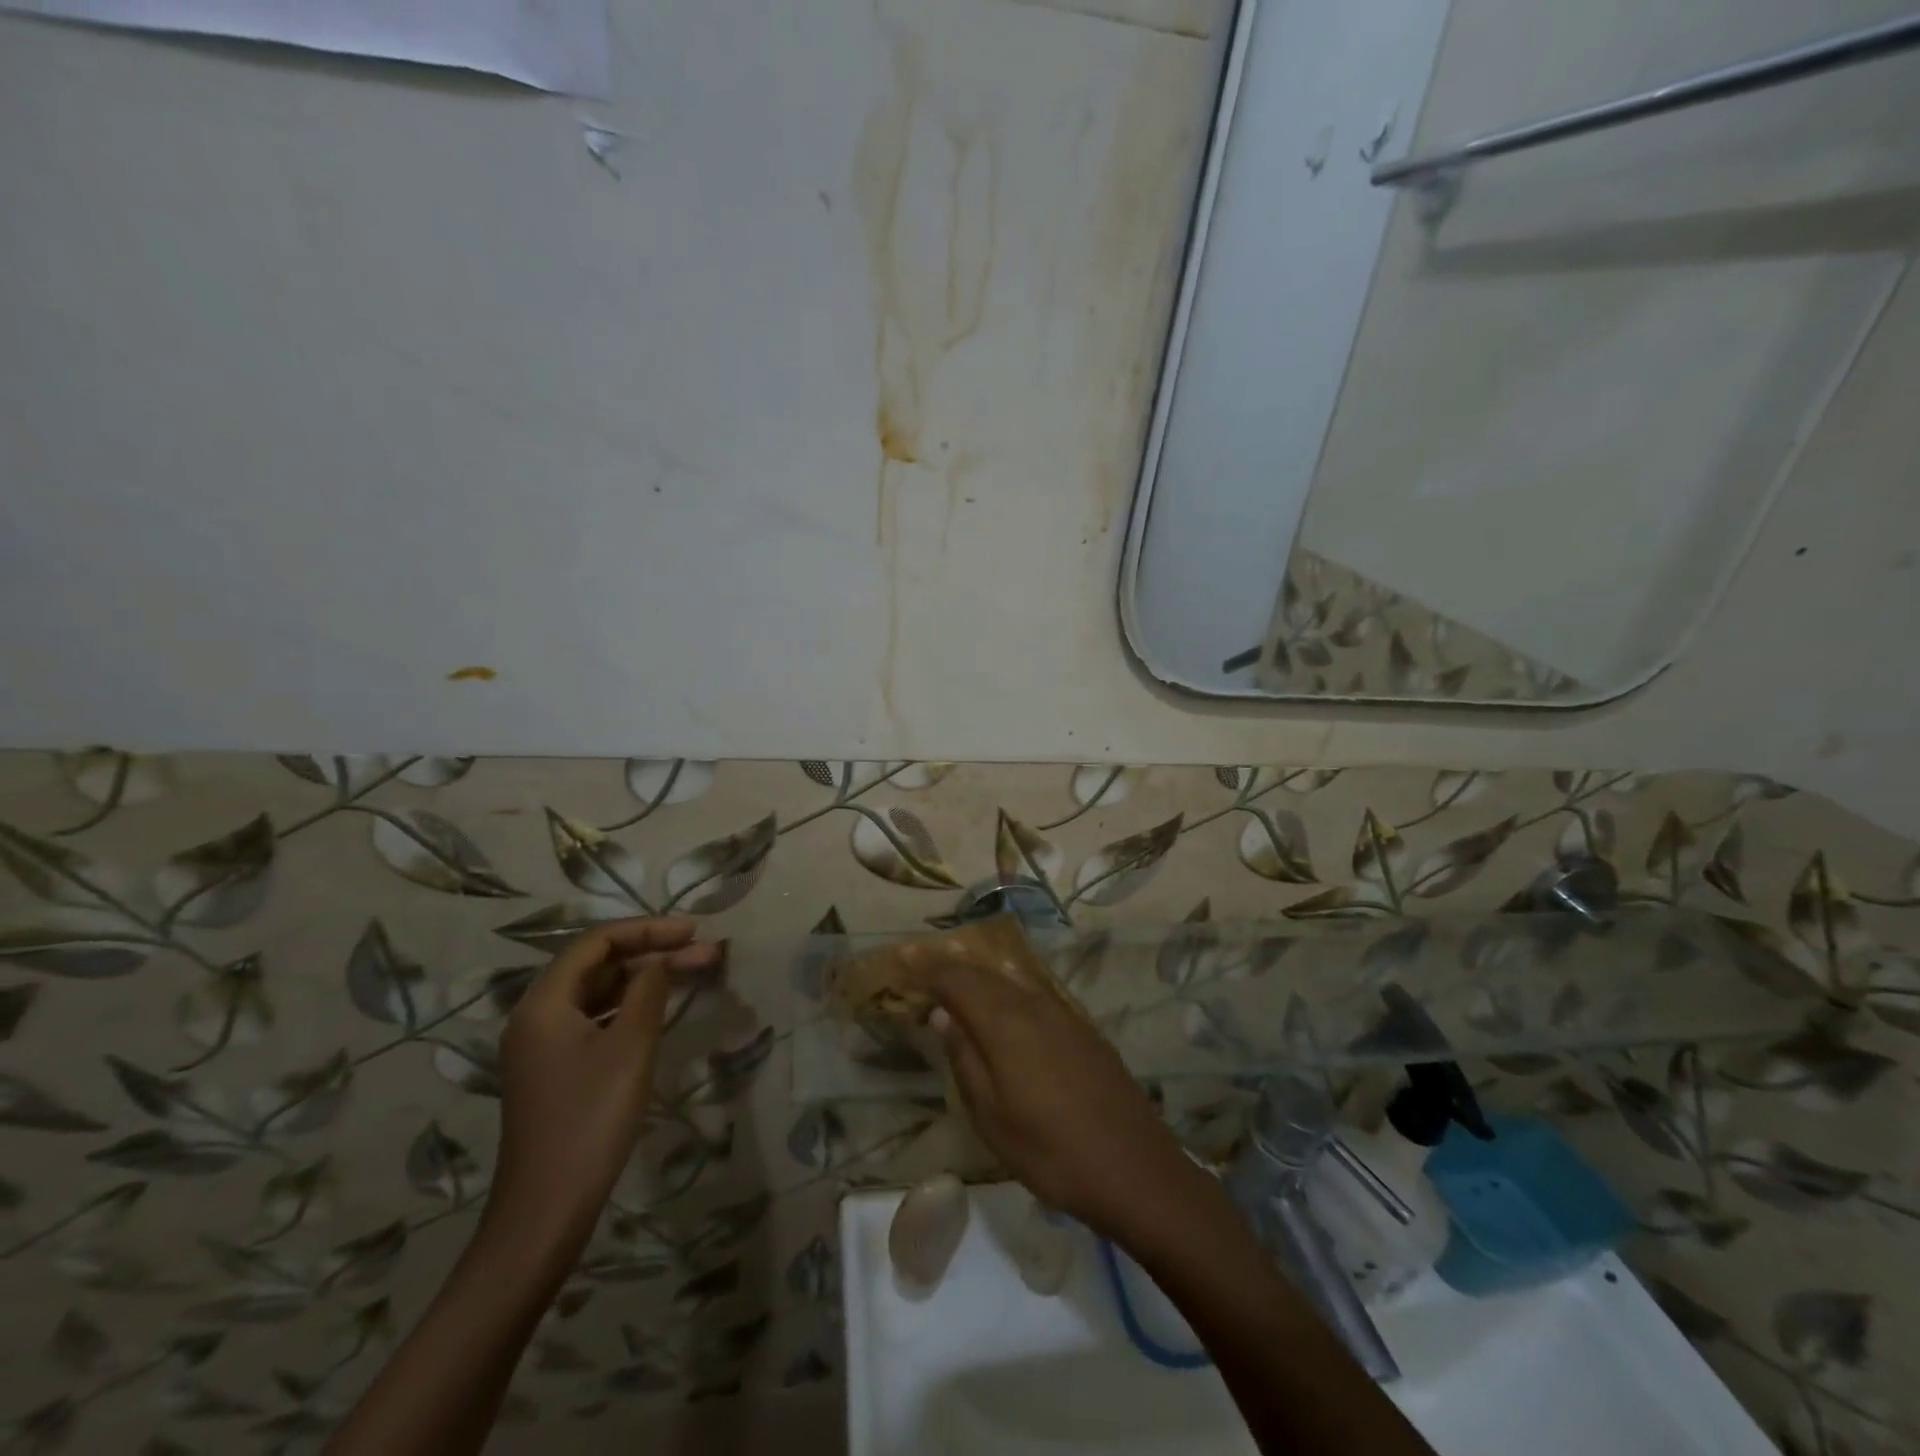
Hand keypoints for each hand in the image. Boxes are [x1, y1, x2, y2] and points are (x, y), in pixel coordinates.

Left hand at [484, 918, 723, 1264]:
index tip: (691, 931)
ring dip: (645, 978)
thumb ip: (648, 991)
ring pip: (600, 992)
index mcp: (544, 1003)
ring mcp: (544, 1045)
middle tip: (704, 952)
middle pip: (597, 964)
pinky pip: (596, 1018)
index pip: (596, 943)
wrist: (547, 1210)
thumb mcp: (630, 1047)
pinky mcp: (556, 1069)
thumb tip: (660, 961)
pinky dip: (630, 1006)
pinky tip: (661, 1008)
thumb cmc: (590, 1119)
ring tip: (694, 972)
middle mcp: (537, 1016)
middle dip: (652, 952)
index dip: (646, 929)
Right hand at [922, 956, 1210, 1248]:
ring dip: (982, 970)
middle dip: (952, 963)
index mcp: (1006, 1023)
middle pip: (985, 972)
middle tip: (924, 958)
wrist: (1134, 1169)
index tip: (903, 955)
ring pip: (1013, 978)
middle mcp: (1034, 1005)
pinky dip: (1010, 985)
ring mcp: (1064, 1015)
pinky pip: (1036, 992)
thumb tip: (944, 1014)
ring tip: (959, 965)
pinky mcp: (1084, 1029)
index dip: (928, 966)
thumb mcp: (992, 1117)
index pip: (957, 980)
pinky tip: (1008, 992)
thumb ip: (965, 1058)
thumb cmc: (1051, 1151)